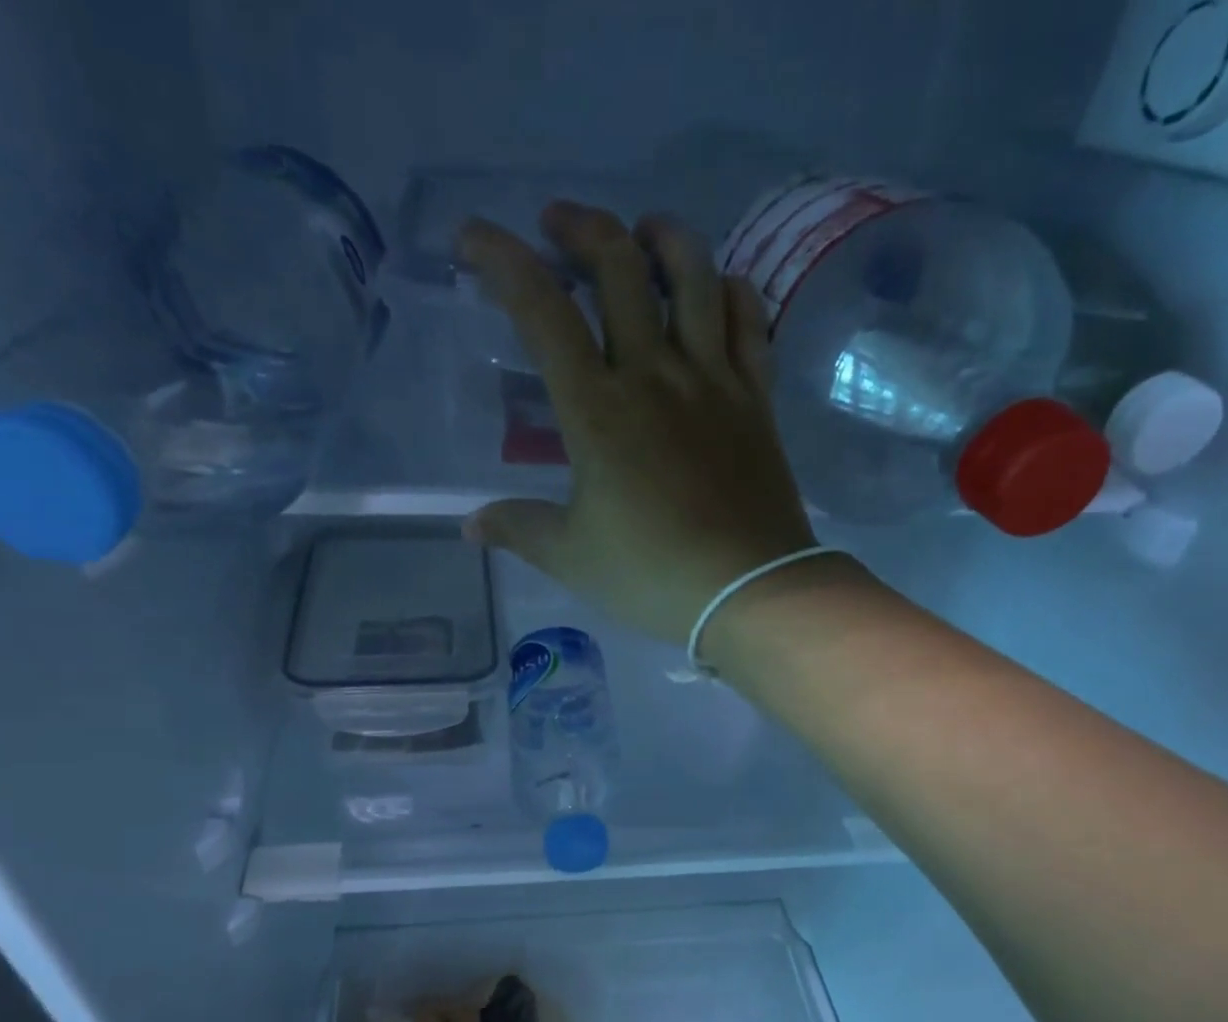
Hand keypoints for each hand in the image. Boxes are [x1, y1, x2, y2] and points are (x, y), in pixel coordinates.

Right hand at [457, 202, 819, 649]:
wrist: (748, 590)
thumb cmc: (650, 575)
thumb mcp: (571, 557)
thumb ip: (519, 530)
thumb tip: (471, 526)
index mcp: (596, 410)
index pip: (542, 311)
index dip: (502, 261)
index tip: (474, 237)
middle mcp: (654, 374)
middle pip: (619, 268)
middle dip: (581, 228)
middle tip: (558, 225)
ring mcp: (713, 380)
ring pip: (693, 275)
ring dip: (663, 237)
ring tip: (642, 233)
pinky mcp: (756, 398)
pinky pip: (750, 320)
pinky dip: (730, 289)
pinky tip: (716, 288)